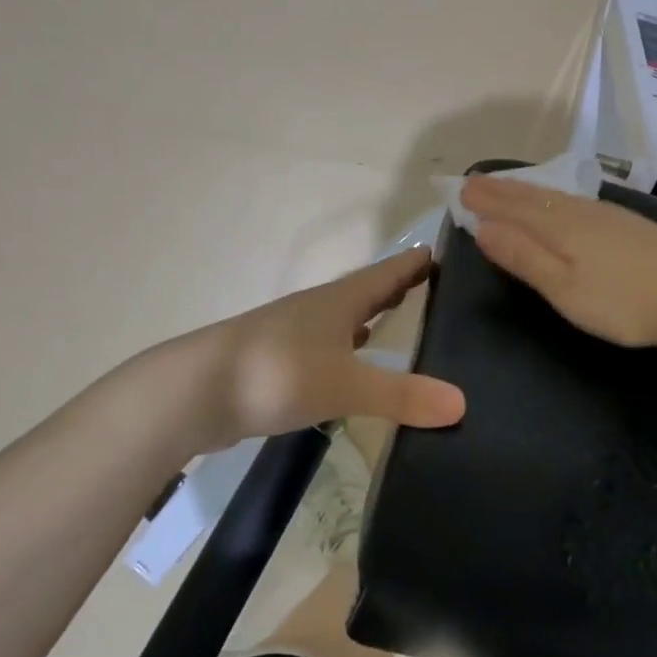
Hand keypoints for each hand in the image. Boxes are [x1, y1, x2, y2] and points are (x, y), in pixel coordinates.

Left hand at [207, 247, 465, 441]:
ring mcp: (295, 335)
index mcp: (340, 300)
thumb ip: (402, 395)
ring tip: (402, 320)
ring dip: (372, 317)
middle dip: (399, 287)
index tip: (447, 252)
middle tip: (435, 286)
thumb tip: (461, 404)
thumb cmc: (277, 373)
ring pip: (345, 319)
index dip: (417, 262)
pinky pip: (327, 348)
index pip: (389, 271)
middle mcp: (319, 309)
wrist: (194, 393)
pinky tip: (354, 364)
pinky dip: (349, 349)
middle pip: (367, 291)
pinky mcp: (279, 363)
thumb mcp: (345, 385)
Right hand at [460, 176, 656, 349]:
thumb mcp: (564, 288)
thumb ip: (524, 257)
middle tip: (476, 182)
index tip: (461, 190)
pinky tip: (562, 204)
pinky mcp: (630, 225)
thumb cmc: (622, 302)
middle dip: (503, 190)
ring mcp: (610, 215)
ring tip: (510, 189)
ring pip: (558, 197)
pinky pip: (578, 202)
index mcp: (561, 227)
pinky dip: (556, 199)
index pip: (514, 207)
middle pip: (535, 197)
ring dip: (528, 192)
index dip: (487, 200)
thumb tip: (484, 229)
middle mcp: (582, 212)